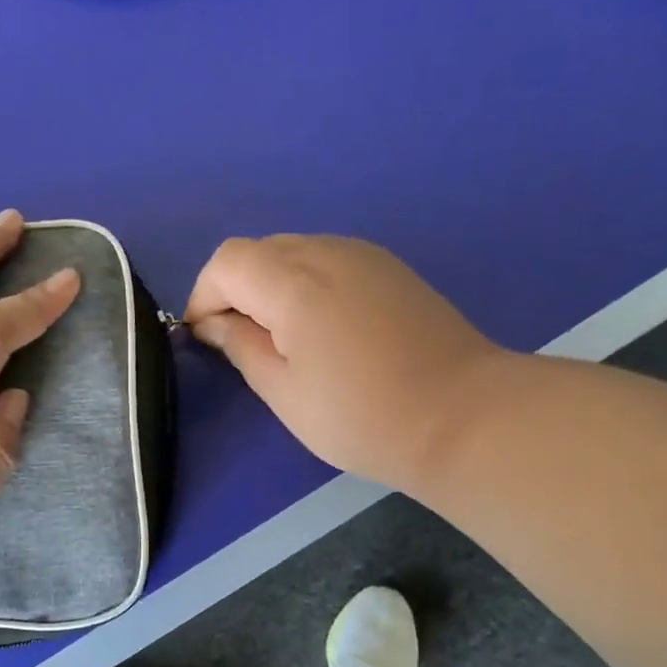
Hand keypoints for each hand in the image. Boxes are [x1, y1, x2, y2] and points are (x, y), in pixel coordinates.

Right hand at [185, 235, 506, 495]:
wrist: (462, 416)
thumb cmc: (361, 416)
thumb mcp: (284, 392)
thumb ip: (241, 347)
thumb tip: (214, 324)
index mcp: (293, 281)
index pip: (227, 262)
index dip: (204, 295)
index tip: (205, 337)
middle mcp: (327, 251)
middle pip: (259, 251)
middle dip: (236, 290)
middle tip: (243, 343)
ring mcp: (365, 255)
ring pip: (295, 252)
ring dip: (271, 286)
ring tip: (283, 340)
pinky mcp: (391, 269)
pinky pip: (329, 261)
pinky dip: (306, 285)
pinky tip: (323, 330)